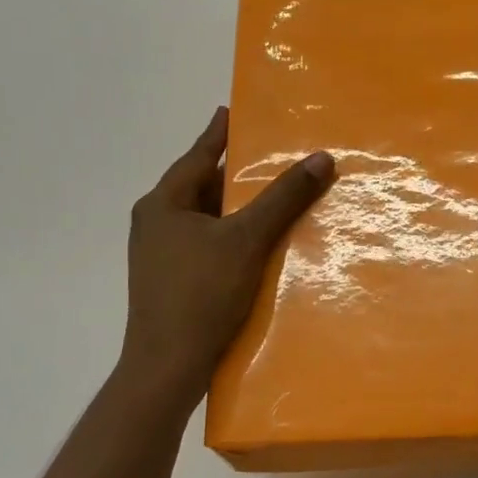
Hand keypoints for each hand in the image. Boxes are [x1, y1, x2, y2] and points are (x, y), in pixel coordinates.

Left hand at [120, 107, 332, 402]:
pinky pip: (207, 243)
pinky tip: (257, 242)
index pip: (199, 156)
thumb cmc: (201, 294)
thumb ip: (283, 198)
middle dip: (234, 171)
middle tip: (268, 152)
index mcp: (163, 204)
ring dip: (236, 206)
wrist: (167, 368)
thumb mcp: (247, 240)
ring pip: (206, 217)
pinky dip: (232, 234)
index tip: (231, 109)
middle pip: (202, 186)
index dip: (219, 133)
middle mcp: (156, 223)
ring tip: (271, 194)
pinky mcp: (173, 281)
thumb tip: (321, 157)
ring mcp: (161, 255)